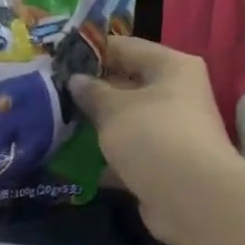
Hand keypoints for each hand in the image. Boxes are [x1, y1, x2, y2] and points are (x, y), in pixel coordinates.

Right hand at [70, 37, 242, 244]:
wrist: (190, 198)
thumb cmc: (153, 136)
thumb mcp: (113, 108)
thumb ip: (91, 92)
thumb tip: (76, 81)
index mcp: (173, 67)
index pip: (127, 47)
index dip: (93, 51)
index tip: (60, 58)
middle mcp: (178, 95)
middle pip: (129, 84)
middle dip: (93, 91)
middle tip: (55, 92)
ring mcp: (173, 132)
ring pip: (128, 121)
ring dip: (99, 126)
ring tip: (60, 124)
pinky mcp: (164, 165)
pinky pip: (130, 153)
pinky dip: (108, 157)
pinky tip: (76, 161)